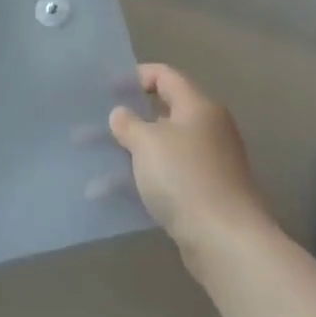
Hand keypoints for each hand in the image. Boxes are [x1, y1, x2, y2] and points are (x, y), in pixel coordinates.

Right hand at [110, 64, 272, 265]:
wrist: (225, 240)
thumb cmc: (184, 177)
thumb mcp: (147, 142)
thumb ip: (128, 123)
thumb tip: (121, 114)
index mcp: (198, 108)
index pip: (166, 76)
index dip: (136, 76)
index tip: (107, 88)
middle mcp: (207, 130)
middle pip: (161, 113)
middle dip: (126, 119)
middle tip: (94, 122)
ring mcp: (207, 164)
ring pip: (159, 148)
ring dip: (126, 152)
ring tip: (90, 158)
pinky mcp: (202, 194)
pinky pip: (164, 177)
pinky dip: (138, 179)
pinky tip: (108, 192)